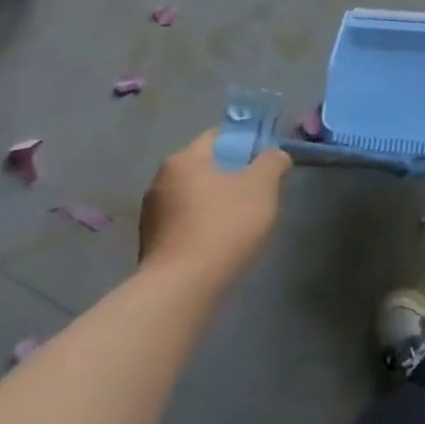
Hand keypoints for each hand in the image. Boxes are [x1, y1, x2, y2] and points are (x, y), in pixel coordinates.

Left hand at [138, 130, 288, 290]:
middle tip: (260, 193)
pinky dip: (205, 225)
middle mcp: (160, 181)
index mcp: (184, 160)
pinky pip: (186, 222)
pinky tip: (222, 242)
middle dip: (233, 175)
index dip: (246, 143)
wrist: (183, 287)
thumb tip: (273, 156)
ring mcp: (151, 214)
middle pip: (206, 167)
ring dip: (219, 202)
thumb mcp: (263, 185)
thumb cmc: (225, 224)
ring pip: (196, 196)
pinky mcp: (152, 243)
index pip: (218, 136)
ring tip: (243, 222)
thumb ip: (272, 161)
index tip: (266, 162)